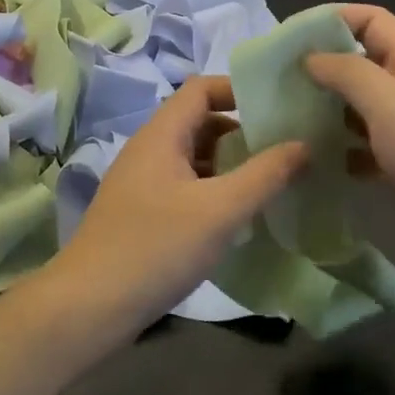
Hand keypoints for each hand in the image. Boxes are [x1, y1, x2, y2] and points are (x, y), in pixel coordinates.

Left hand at [43, 77, 306, 342]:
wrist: (90, 306)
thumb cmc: (157, 248)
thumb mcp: (220, 210)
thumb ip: (264, 175)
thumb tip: (304, 144)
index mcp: (161, 135)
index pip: (201, 88)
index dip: (238, 89)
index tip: (277, 107)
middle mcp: (148, 149)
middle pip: (198, 121)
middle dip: (240, 131)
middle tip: (283, 148)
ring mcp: (141, 182)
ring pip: (192, 156)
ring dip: (228, 163)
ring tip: (269, 181)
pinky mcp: (141, 212)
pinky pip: (183, 184)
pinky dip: (212, 188)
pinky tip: (235, 215)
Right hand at [305, 6, 394, 332]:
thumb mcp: (394, 105)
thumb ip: (349, 74)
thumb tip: (310, 57)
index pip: (373, 22)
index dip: (333, 19)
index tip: (289, 37)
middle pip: (361, 66)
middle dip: (320, 69)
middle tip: (273, 85)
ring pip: (358, 111)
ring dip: (325, 113)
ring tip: (283, 123)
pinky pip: (363, 151)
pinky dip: (340, 153)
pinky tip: (314, 163)